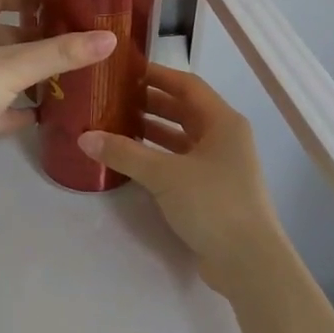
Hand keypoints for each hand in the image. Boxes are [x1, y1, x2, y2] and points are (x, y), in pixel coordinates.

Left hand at [0, 0, 116, 181]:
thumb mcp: (12, 67)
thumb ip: (60, 54)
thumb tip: (109, 39)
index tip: (60, 4)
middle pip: (2, 35)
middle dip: (36, 40)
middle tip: (74, 46)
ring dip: (28, 75)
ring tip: (69, 79)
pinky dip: (16, 108)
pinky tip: (44, 114)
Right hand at [78, 65, 289, 295]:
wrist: (249, 262)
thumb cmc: (213, 203)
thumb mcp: (165, 174)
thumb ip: (124, 153)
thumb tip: (84, 137)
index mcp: (223, 121)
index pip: (187, 85)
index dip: (157, 74)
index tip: (125, 70)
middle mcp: (225, 137)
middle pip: (184, 110)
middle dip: (149, 103)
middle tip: (113, 98)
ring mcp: (220, 165)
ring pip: (181, 137)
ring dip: (152, 130)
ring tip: (115, 125)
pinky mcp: (212, 190)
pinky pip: (180, 162)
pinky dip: (158, 156)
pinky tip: (132, 160)